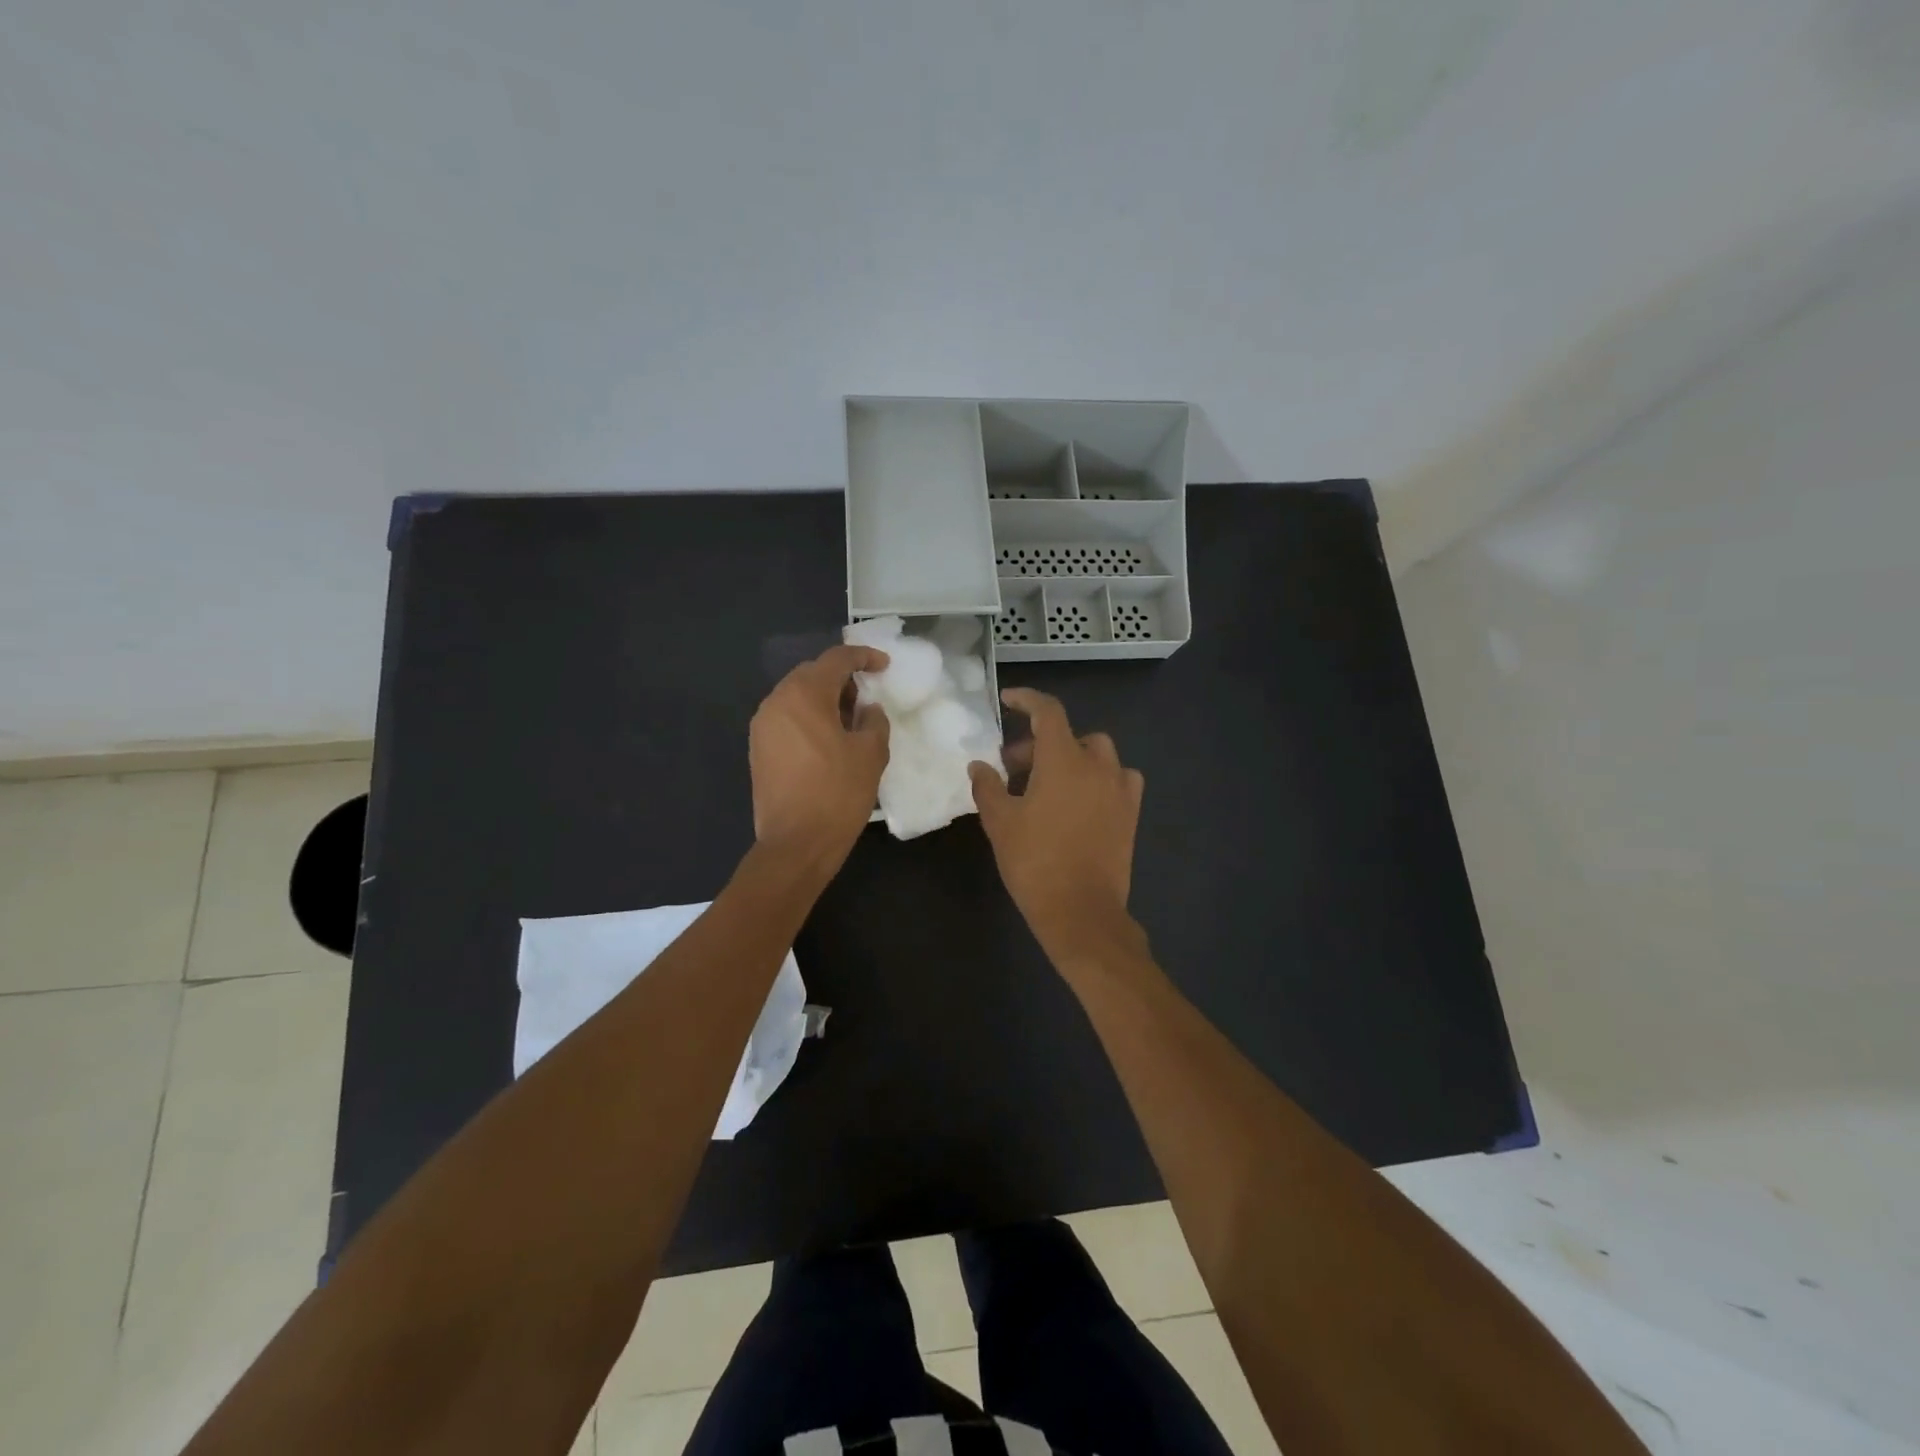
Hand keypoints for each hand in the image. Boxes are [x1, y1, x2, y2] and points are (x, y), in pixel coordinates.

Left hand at [750, 644, 890, 867]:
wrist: (796, 843)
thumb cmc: (838, 793)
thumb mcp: (871, 753)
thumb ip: (873, 720)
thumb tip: (867, 710)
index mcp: (804, 695)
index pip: (836, 659)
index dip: (863, 657)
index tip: (884, 666)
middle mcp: (776, 702)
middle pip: (812, 674)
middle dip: (842, 679)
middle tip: (867, 696)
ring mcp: (762, 727)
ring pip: (796, 697)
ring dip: (824, 699)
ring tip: (851, 721)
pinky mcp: (759, 750)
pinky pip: (787, 719)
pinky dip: (809, 718)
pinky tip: (829, 741)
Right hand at [968, 688, 1145, 965]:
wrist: (1081, 911)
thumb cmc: (1035, 862)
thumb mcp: (1000, 822)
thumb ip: (987, 786)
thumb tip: (979, 765)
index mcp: (1063, 760)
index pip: (1048, 711)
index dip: (1027, 700)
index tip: (1008, 700)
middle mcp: (1098, 765)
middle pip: (1070, 735)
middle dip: (1039, 743)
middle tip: (1012, 768)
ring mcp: (1120, 789)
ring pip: (1098, 754)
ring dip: (1073, 757)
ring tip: (1049, 783)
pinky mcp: (1131, 813)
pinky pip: (1118, 779)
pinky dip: (1099, 778)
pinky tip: (1082, 800)